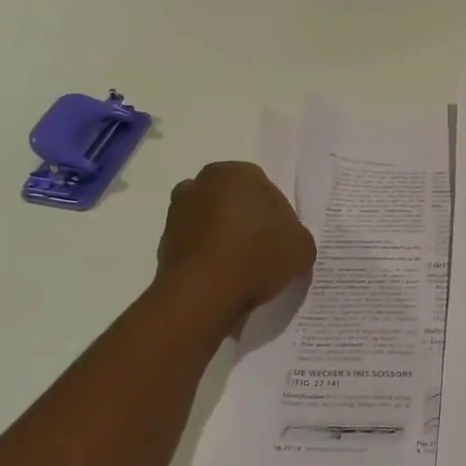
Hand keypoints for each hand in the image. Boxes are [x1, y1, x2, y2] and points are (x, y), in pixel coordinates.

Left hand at [156, 163, 315, 325]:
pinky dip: (208, 256)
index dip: (278, 216)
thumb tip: (286, 241)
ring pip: (212, 222)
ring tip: (242, 269)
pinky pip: (197, 245)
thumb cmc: (257, 256)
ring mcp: (178, 211)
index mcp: (237, 172)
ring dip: (225, 238)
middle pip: (235, 202)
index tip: (283, 241)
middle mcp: (203, 182)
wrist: (203, 293)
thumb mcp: (301, 246)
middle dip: (247, 221)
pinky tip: (222, 278)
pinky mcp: (164, 241)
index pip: (266, 190)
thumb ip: (297, 236)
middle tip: (264, 251)